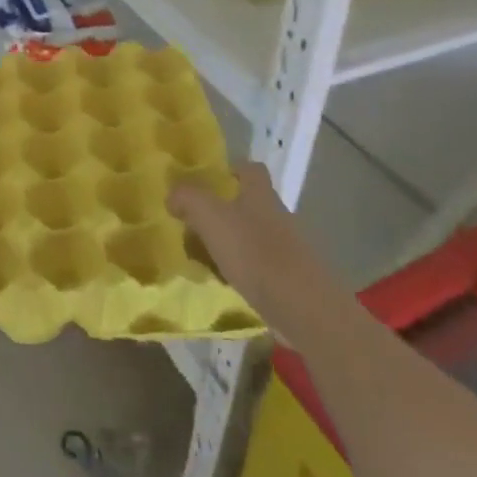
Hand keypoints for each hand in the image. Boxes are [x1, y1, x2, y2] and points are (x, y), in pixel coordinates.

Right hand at [169, 162, 312, 295]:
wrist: (303, 307)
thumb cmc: (254, 253)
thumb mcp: (210, 217)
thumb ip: (188, 198)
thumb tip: (173, 195)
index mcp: (260, 195)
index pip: (251, 169)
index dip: (231, 170)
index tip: (208, 182)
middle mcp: (278, 215)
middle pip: (249, 204)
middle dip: (222, 212)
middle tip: (193, 225)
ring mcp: (288, 248)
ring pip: (252, 236)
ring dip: (229, 243)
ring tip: (202, 258)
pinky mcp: (291, 278)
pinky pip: (259, 265)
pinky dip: (241, 269)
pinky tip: (225, 282)